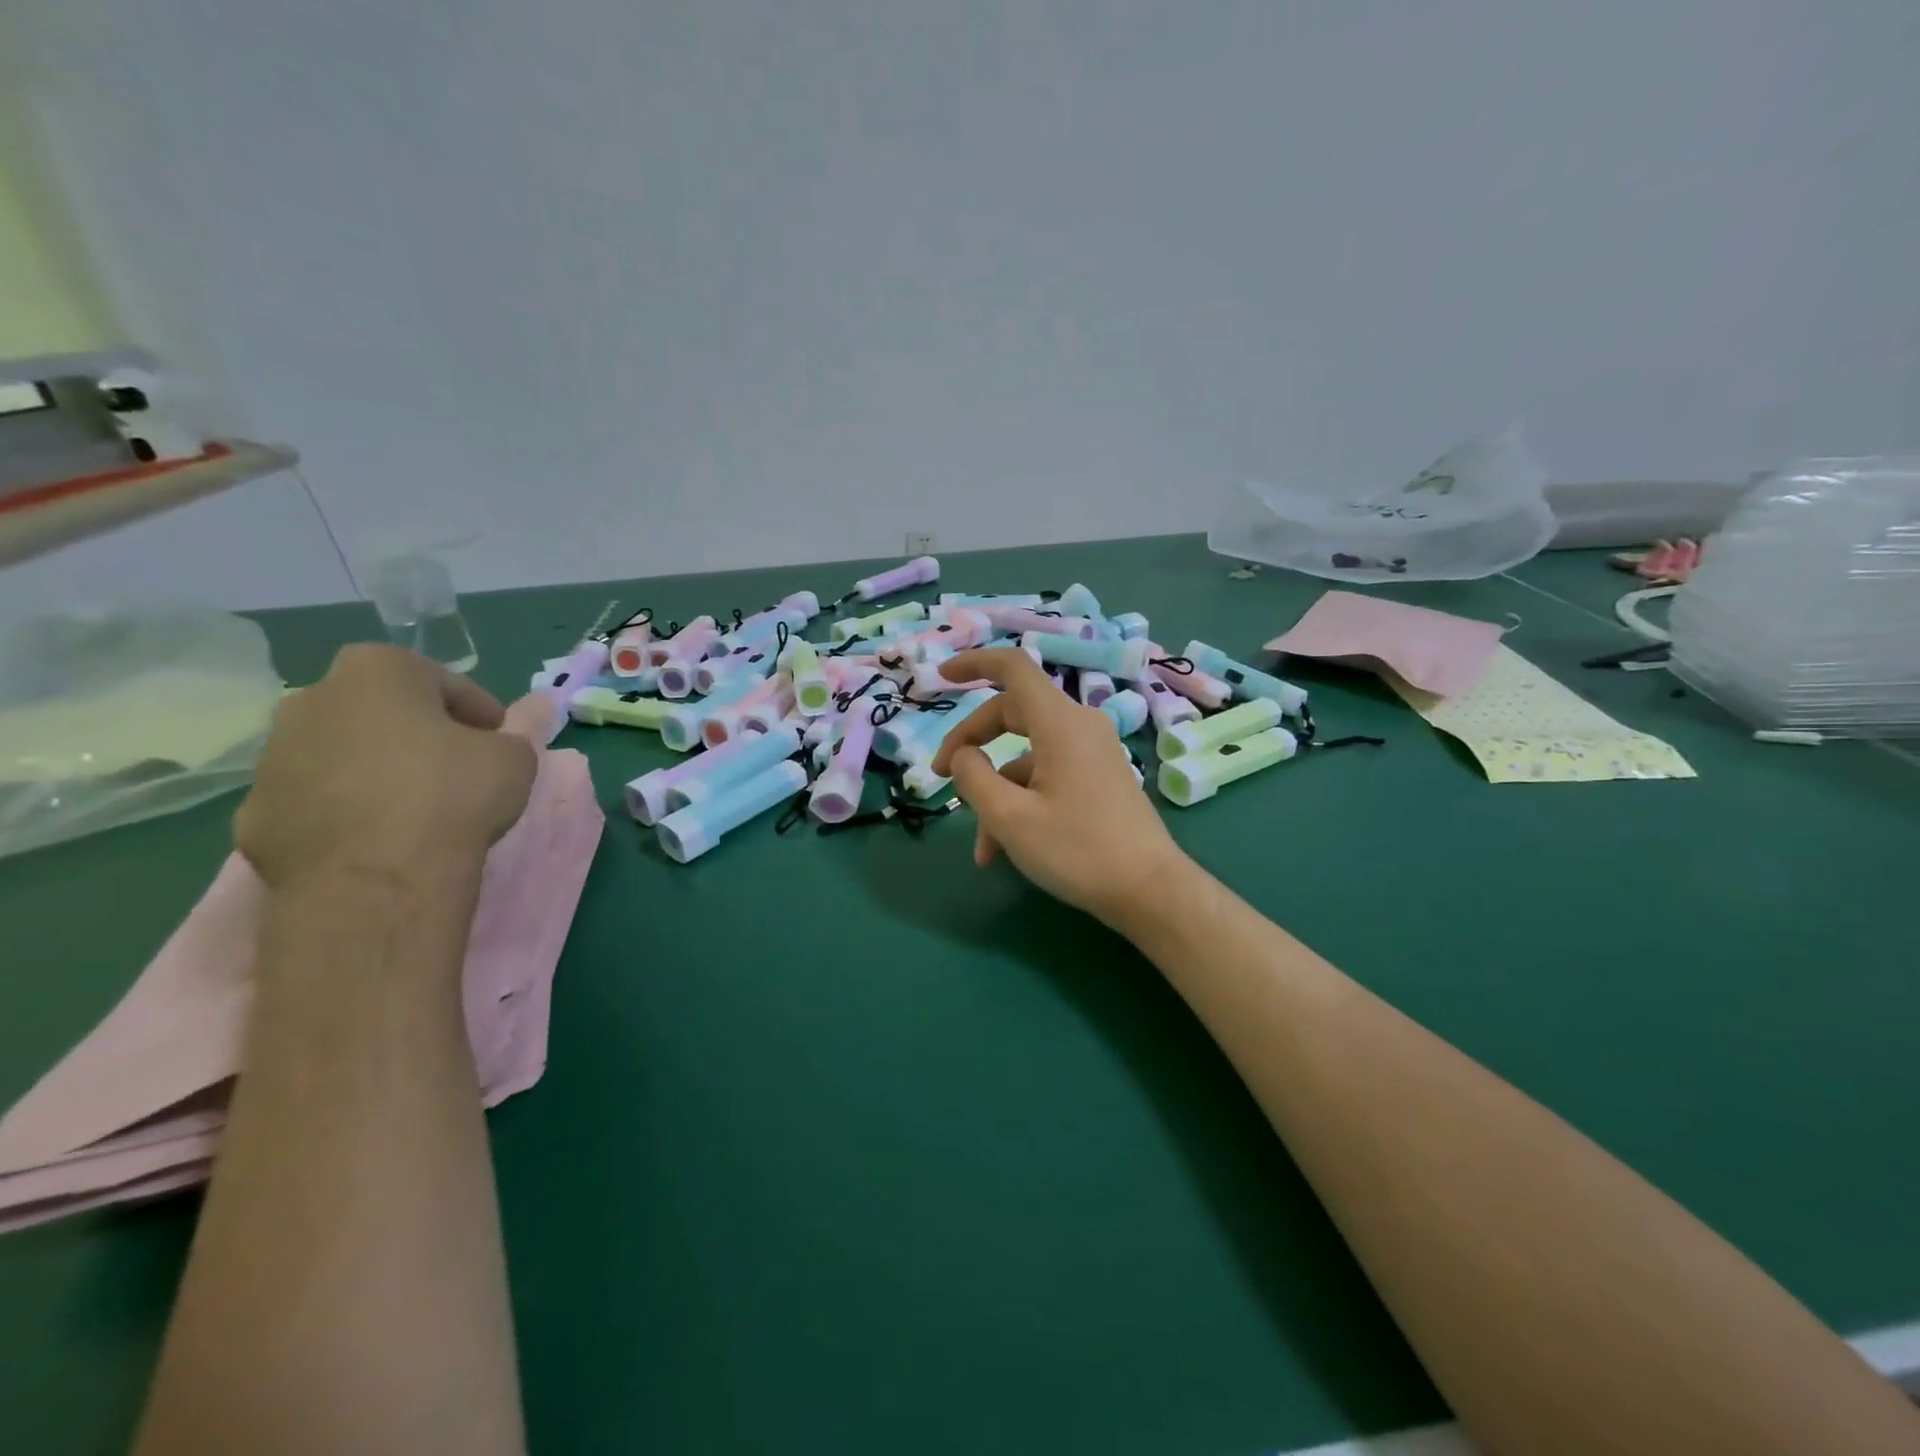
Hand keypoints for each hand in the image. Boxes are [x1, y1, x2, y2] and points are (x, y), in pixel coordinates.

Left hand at [236, 645, 536, 888]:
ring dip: (374, 769)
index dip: (476, 709)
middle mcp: (312, 700)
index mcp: (377, 672)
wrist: (378, 877)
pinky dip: (343, 810)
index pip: (441, 680)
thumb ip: (509, 737)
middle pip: (378, 710)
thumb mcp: (515, 758)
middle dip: (414, 730)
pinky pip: (313, 801)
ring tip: (414, 805)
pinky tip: (376, 836)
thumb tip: (500, 736)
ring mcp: (273, 758)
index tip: (497, 736)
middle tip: (453, 763)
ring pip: (339, 753)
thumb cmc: (453, 794)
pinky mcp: (254, 814)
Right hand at [930, 648, 1187, 924]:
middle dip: (971, 745)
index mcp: (1060, 723)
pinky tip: (1006, 849)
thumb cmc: (1078, 851)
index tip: (941, 678)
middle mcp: (1079, 726)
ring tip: (983, 849)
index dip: (973, 663)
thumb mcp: (1010, 818)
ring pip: (1026, 755)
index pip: (1013, 667)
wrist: (1150, 891)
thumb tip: (962, 755)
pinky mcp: (1099, 777)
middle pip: (1011, 714)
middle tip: (939, 776)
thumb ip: (973, 777)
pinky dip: (1022, 802)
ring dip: (997, 793)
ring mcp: (1092, 752)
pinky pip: (1048, 775)